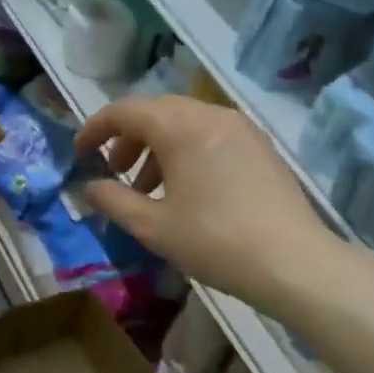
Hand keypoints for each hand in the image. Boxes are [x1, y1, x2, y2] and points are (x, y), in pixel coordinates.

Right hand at [75, 96, 339, 313]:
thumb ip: (113, 200)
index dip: (96, 128)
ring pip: (186, 123)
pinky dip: (187, 151)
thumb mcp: (152, 227)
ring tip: (149, 188)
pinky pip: (211, 135)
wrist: (292, 262)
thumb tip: (90, 186)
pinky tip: (187, 190)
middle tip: (116, 172)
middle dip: (128, 138)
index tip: (80, 153)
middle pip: (157, 112)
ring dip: (158, 147)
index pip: (126, 111)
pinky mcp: (260, 146)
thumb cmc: (214, 242)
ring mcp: (241, 128)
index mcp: (181, 127)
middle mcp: (212, 115)